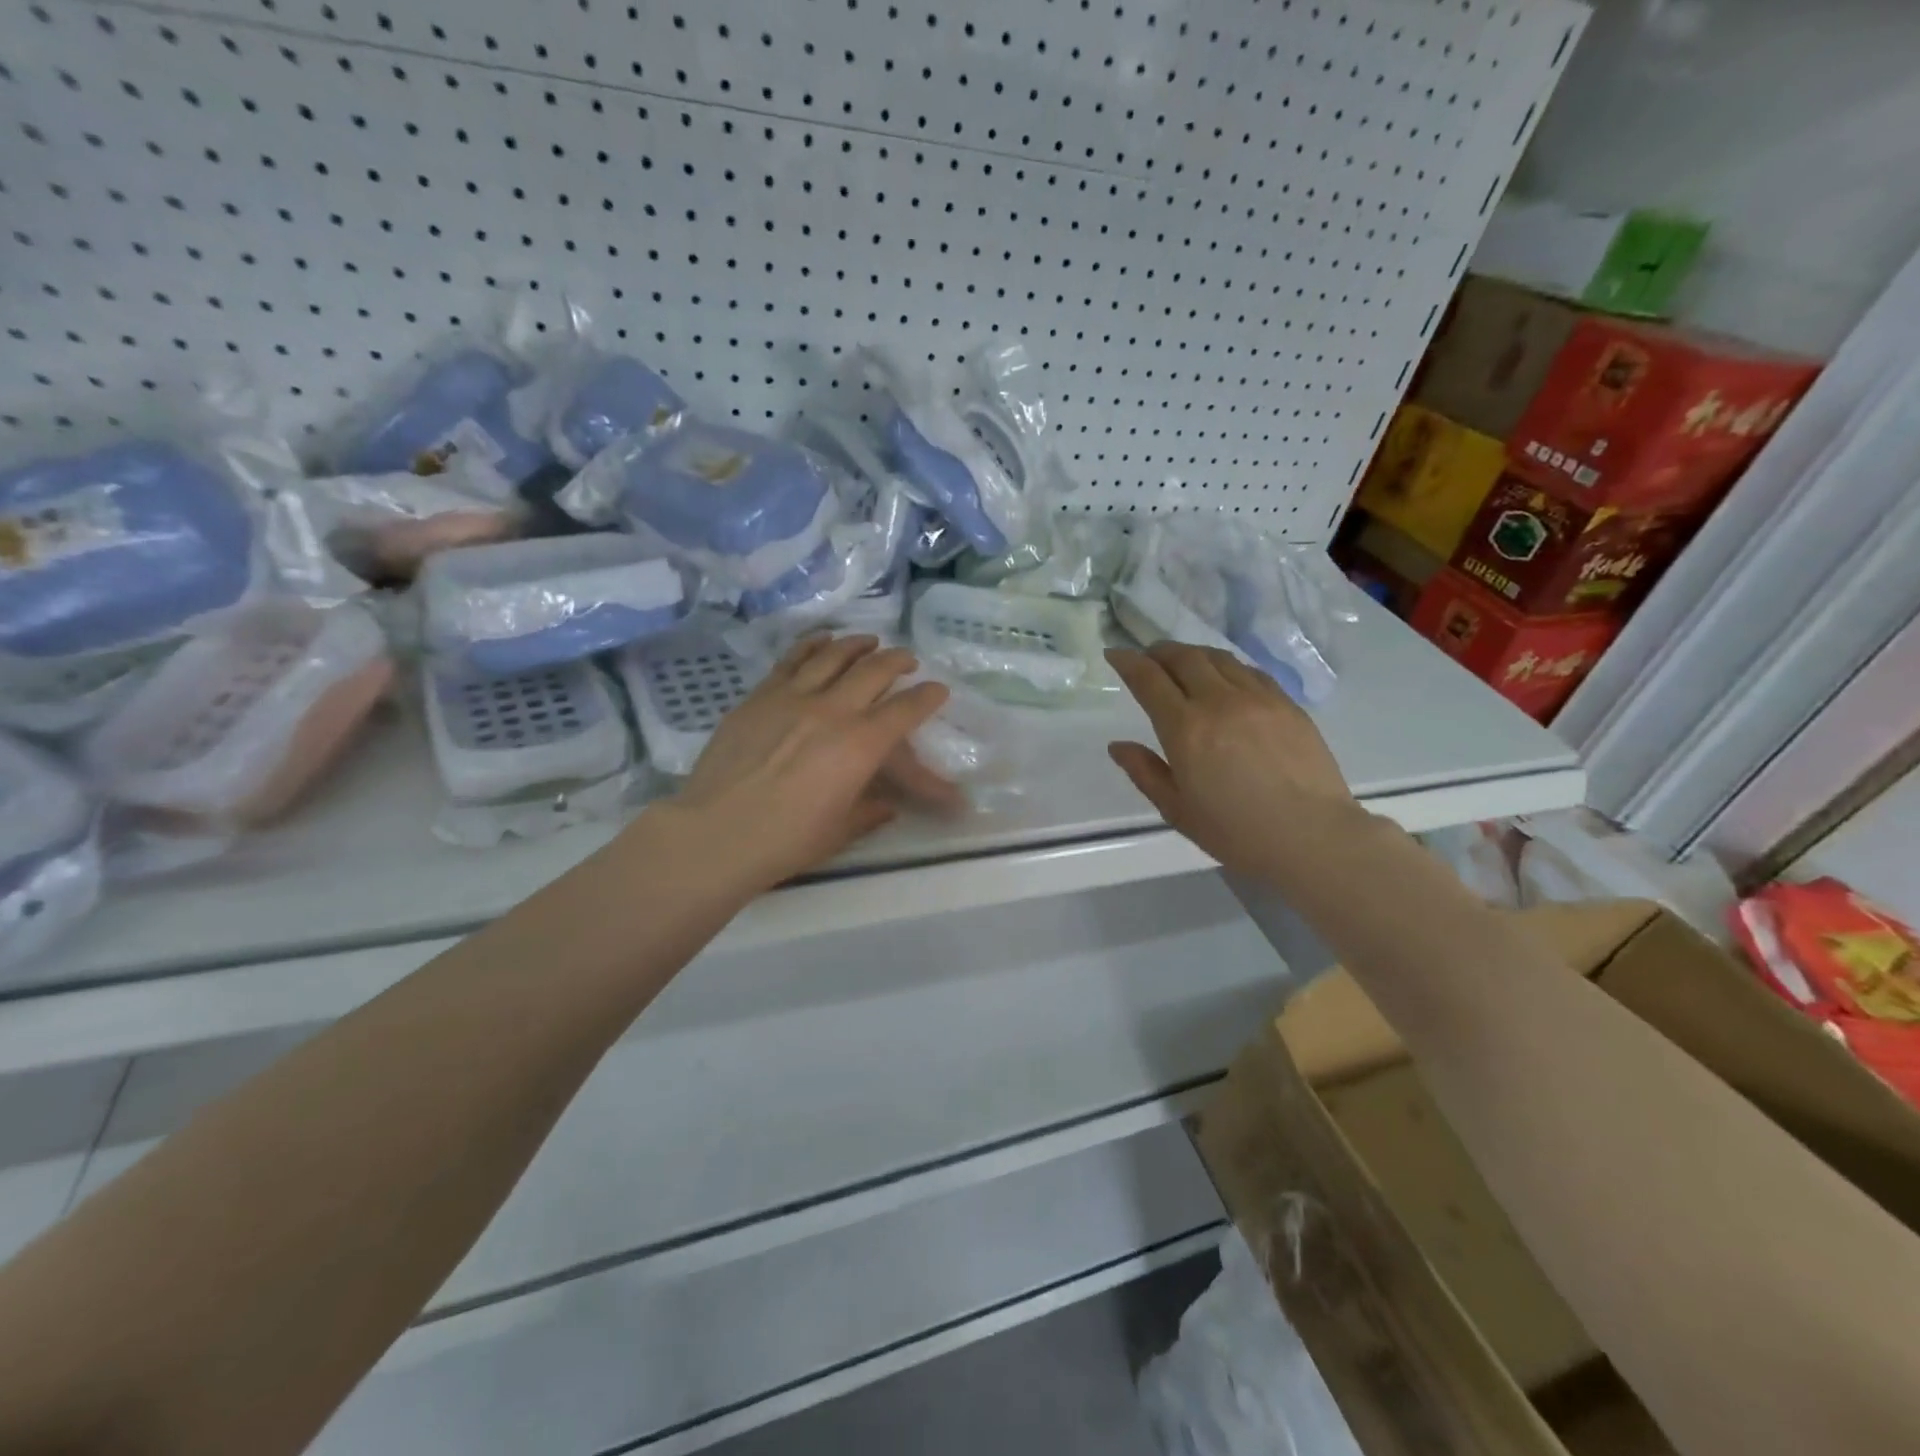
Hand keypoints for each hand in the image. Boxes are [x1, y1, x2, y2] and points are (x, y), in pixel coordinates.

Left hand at [659, 635, 962, 894]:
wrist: (716, 833)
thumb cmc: (787, 841)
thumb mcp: (841, 831)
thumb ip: (870, 812)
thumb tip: (887, 804)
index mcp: (861, 745)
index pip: (906, 709)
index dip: (928, 697)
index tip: (938, 690)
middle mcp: (833, 710)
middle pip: (875, 670)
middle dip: (899, 661)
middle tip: (907, 661)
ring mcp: (793, 696)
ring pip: (834, 655)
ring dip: (859, 645)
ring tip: (870, 642)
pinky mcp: (760, 695)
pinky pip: (792, 659)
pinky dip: (813, 645)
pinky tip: (823, 641)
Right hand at [1106, 642, 1359, 883]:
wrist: (1312, 837)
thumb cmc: (1236, 832)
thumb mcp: (1177, 809)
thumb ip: (1144, 772)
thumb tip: (1118, 746)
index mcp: (1185, 728)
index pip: (1148, 679)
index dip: (1127, 661)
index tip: (1115, 654)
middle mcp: (1219, 701)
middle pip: (1184, 658)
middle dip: (1159, 651)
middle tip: (1148, 656)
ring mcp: (1257, 698)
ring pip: (1218, 658)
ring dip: (1193, 654)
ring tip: (1183, 663)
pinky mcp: (1287, 704)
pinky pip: (1250, 671)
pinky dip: (1227, 666)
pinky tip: (1225, 678)